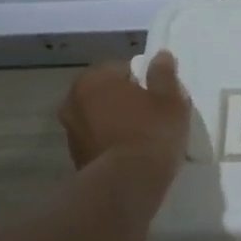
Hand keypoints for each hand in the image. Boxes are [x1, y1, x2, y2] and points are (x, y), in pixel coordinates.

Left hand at [59, 52, 191, 171]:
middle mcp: (74, 100)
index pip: (121, 68)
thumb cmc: (151, 133)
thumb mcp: (170, 99)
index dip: (143, 80)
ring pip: (100, 118)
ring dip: (116, 122)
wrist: (127, 184)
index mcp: (94, 79)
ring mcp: (71, 131)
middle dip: (125, 100)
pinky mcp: (75, 157)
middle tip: (152, 114)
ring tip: (142, 137)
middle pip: (107, 93)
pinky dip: (111, 143)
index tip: (159, 96)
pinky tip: (131, 154)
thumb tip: (161, 56)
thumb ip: (163, 74)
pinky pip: (98, 140)